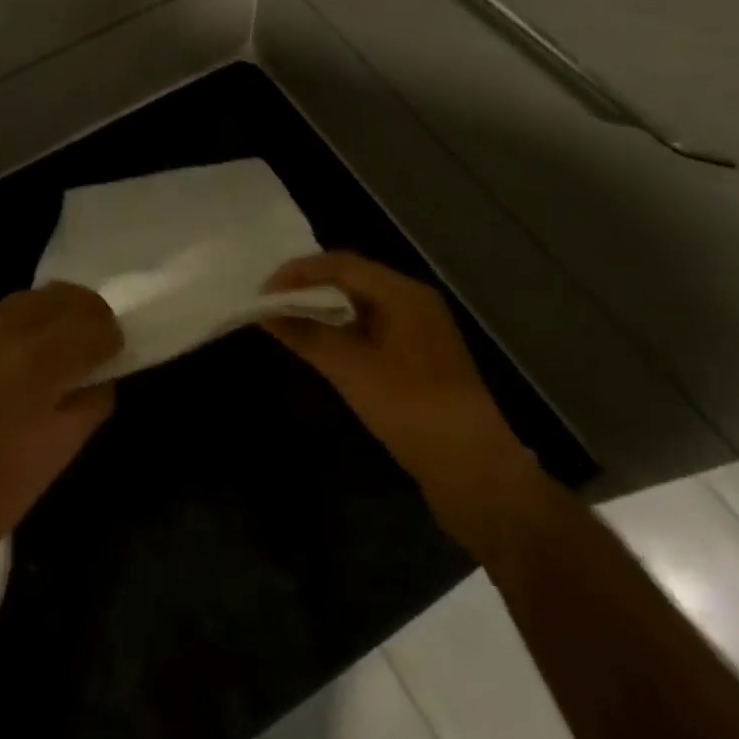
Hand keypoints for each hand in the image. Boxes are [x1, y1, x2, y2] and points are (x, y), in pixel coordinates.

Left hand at [0, 283, 120, 564]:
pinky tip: (24, 352)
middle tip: (97, 334)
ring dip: (53, 310)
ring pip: (25, 299)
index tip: (116, 348)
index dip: (110, 334)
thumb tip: (101, 374)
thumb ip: (93, 399)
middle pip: (58, 296)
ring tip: (64, 337)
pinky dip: (21, 324)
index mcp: (38, 359)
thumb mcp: (65, 445)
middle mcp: (4, 333)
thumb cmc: (5, 486)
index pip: (89, 323)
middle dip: (85, 310)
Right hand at [262, 252, 544, 558]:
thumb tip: (266, 312)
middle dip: (309, 287)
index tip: (264, 290)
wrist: (475, 474)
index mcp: (404, 294)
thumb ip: (307, 335)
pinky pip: (369, 332)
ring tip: (287, 321)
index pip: (342, 264)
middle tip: (271, 301)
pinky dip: (340, 333)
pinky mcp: (416, 363)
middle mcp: (413, 304)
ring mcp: (418, 334)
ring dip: (323, 310)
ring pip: (360, 307)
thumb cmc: (412, 408)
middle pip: (352, 280)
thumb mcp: (352, 370)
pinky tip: (319, 348)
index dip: (299, 272)